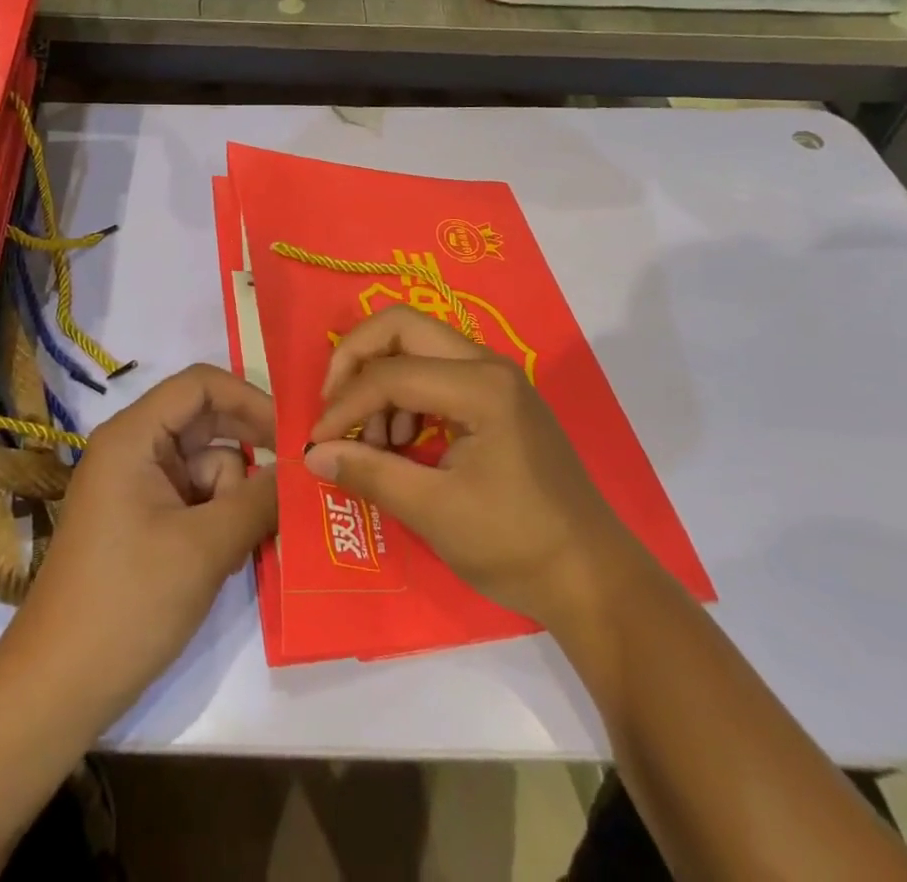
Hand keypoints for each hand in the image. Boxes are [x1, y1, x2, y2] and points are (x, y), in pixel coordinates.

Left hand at [15, 364, 275, 715]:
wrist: (56, 691)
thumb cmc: (127, 604)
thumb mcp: (206, 548)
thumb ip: (261, 499)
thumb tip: (304, 467)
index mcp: (133, 436)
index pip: (201, 385)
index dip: (250, 399)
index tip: (292, 434)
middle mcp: (133, 449)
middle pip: (207, 424)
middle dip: (248, 455)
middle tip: (291, 485)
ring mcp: (137, 486)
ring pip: (208, 467)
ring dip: (235, 499)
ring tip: (238, 550)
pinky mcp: (143, 521)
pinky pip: (196, 499)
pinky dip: (220, 520)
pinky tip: (225, 561)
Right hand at [303, 307, 638, 631]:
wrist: (593, 579)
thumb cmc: (516, 546)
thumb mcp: (434, 513)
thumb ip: (370, 473)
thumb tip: (312, 454)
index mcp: (480, 385)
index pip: (390, 374)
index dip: (344, 406)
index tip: (317, 443)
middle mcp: (488, 364)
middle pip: (401, 326)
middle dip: (356, 359)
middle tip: (334, 407)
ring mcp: (497, 377)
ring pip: (417, 345)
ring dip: (382, 380)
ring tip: (375, 441)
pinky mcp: (498, 397)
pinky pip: (436, 371)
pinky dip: (406, 395)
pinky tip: (403, 442)